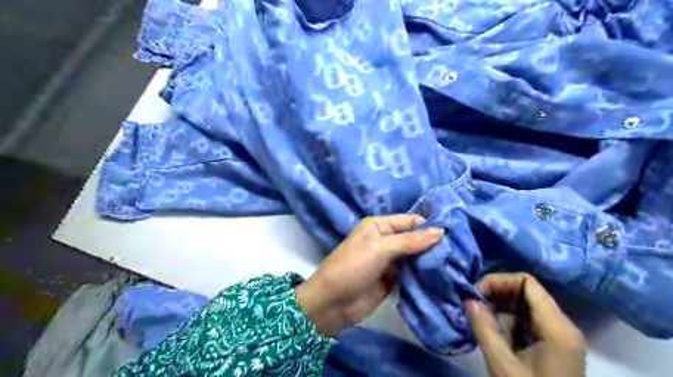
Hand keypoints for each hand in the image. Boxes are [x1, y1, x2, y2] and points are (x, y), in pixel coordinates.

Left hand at [297, 215, 444, 335]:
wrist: (333, 303)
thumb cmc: (353, 267)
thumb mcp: (380, 249)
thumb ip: (410, 241)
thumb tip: (441, 231)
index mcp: (379, 226)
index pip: (410, 221)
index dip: (429, 226)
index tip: (455, 234)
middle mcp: (386, 240)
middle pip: (414, 238)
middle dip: (433, 244)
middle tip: (460, 251)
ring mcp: (389, 260)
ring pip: (415, 256)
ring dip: (431, 259)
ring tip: (457, 263)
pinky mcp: (393, 279)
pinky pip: (412, 273)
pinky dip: (424, 274)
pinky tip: (443, 276)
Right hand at [467, 275, 587, 376]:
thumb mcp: (503, 366)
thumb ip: (484, 329)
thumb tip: (468, 299)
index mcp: (557, 328)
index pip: (526, 283)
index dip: (498, 281)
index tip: (476, 294)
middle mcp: (562, 325)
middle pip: (526, 291)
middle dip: (496, 293)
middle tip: (473, 305)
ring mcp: (558, 334)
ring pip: (524, 305)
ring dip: (499, 308)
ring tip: (480, 320)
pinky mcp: (551, 343)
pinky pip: (526, 320)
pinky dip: (507, 320)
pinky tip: (494, 333)